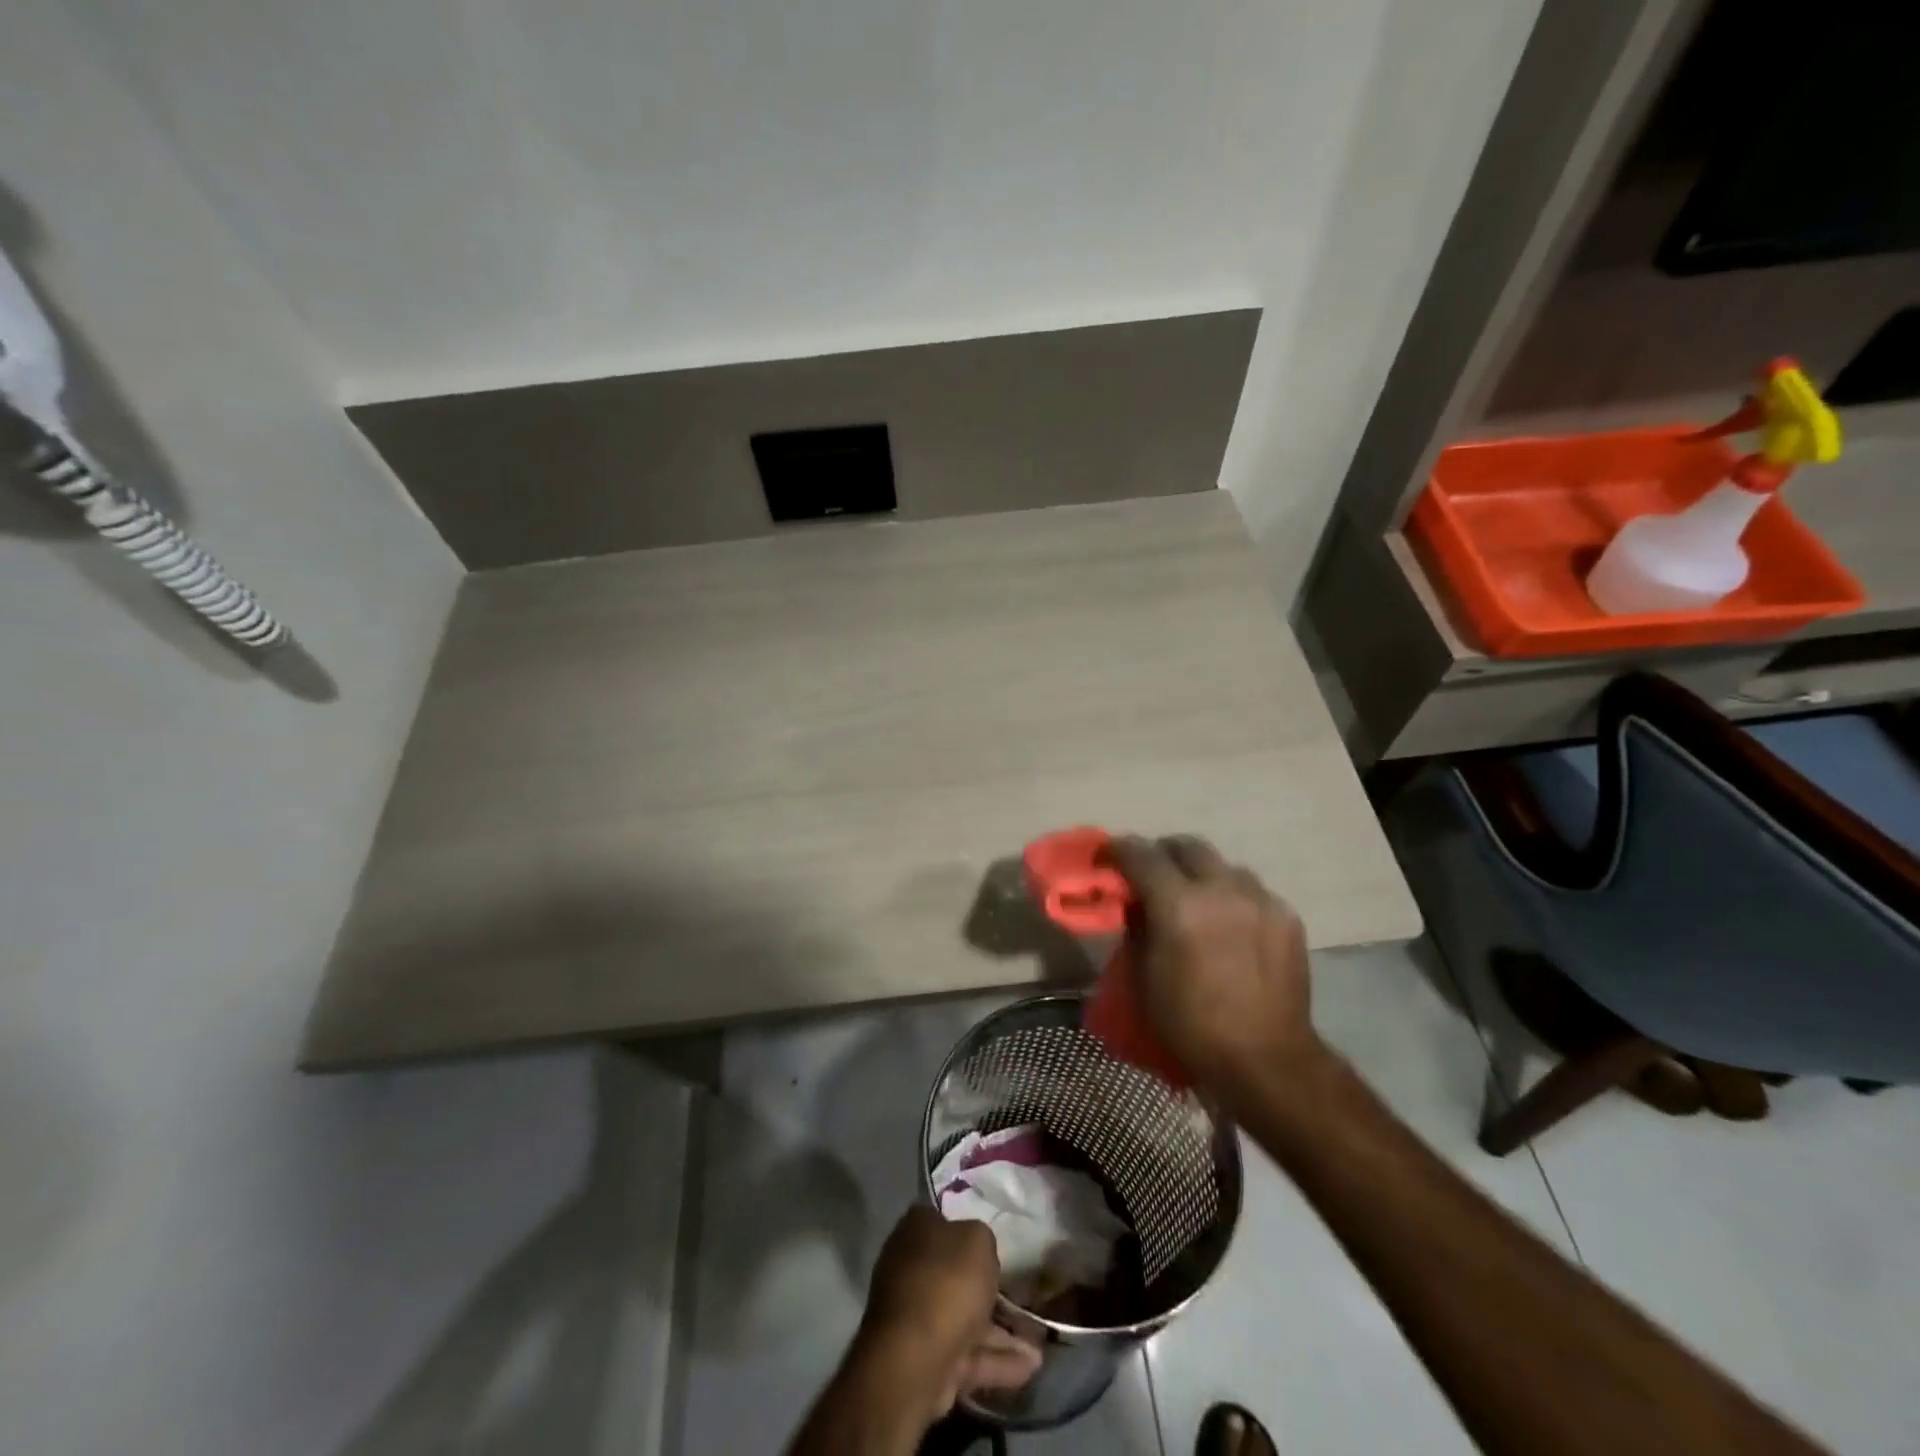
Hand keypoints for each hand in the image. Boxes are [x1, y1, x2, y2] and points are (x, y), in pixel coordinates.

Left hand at [856, 1207, 1040, 1420]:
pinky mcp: (928, 1360)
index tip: (995, 1241)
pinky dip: (997, 1361)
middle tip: (1023, 1293)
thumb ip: (983, 1239)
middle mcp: (911, 1269)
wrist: (914, 1360)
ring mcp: (918, 1318)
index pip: (942, 1220)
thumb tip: (979, 1249)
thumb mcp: (978, 1241)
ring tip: (1039, 1341)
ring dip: (1001, 1331)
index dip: (968, 1228)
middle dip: (989, 1288)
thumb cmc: (946, 1283)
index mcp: (916, 1231)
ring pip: (965, 1318)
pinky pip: (968, 1355)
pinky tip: (1031, 1367)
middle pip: (956, 1273)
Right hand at [1105, 835, 1322, 1105]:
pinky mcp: (1286, 915)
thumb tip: (1136, 902)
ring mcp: (1259, 899)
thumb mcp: (1143, 979)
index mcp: (1178, 904)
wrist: (1266, 1059)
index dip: (1117, 850)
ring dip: (1201, 874)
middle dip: (1162, 854)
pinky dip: (1232, 897)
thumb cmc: (1191, 1025)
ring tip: (1196, 901)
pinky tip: (1230, 925)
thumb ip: (1137, 928)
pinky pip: (1251, 890)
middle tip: (1151, 875)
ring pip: (1222, 865)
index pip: (1140, 854)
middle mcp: (1220, 889)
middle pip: (1186, 845)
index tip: (1107, 858)